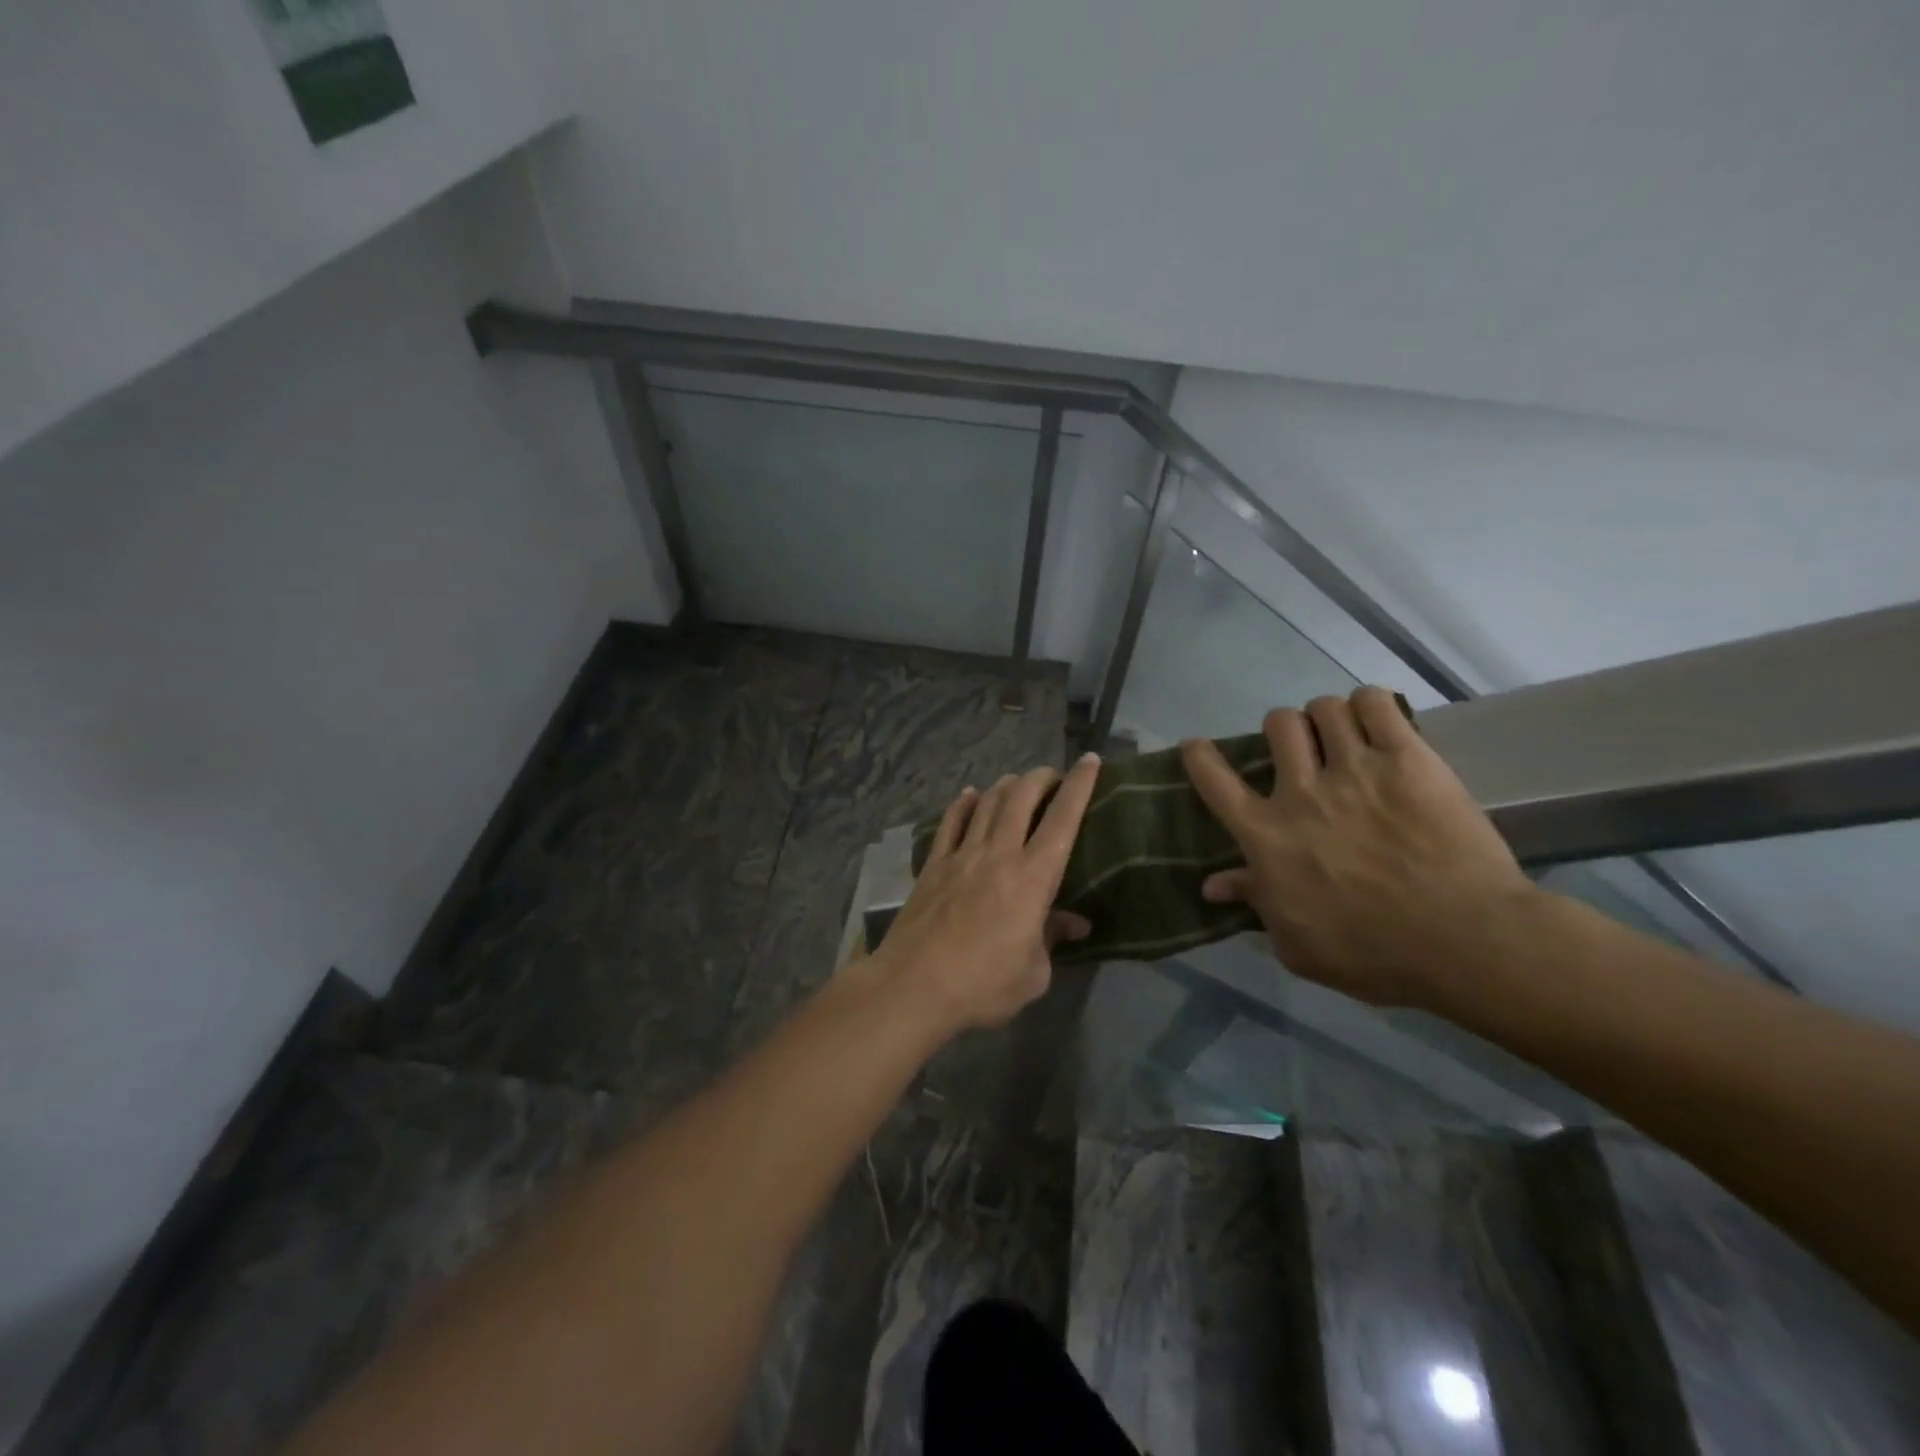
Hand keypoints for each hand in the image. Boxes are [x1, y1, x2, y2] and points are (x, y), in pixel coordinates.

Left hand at [874, 754, 1101, 1032]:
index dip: (1079, 785)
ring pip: (987, 803)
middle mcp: (999, 854)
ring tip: (1017, 783)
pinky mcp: (933, 864)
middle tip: (1052, 777)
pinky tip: (970, 796)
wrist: (914, 986)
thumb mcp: (1034, 974)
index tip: (1089, 761)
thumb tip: (1075, 923)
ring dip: (1006, 785)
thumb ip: (1053, 939)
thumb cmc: (983, 985)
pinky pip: (951, 821)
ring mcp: (962, 855)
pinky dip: (964, 803)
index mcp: (1033, 878)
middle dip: (1041, 777)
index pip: (1063, 819)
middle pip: (1021, 797)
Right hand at [1181, 687, 1535, 1009]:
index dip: (1200, 757)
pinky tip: (1377, 721)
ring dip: (1328, 717)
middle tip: (1302, 749)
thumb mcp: (1297, 945)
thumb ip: (1255, 903)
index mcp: (1267, 836)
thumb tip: (1213, 884)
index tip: (1196, 747)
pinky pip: (1375, 703)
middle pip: (1277, 725)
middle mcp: (1301, 792)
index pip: (1215, 782)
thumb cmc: (1373, 954)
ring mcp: (1355, 769)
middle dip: (1283, 730)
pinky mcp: (1408, 758)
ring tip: (1344, 734)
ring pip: (1324, 708)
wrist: (1464, 941)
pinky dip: (1369, 704)